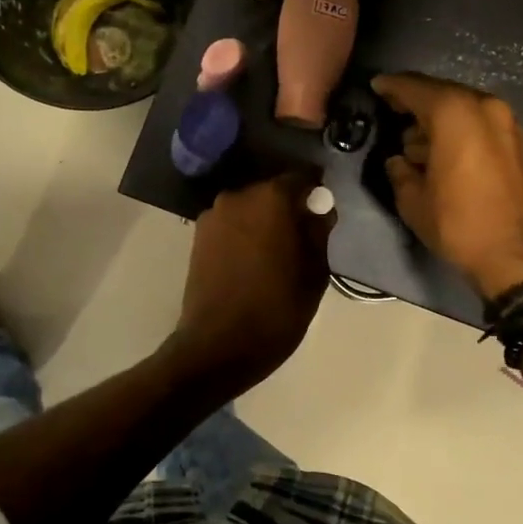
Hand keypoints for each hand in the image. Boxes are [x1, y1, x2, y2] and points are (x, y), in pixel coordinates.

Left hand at [164, 171, 333, 398]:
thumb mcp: (314, 272)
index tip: (324, 209)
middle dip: (288, 206)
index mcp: (271, 198)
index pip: (301, 177)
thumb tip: (319, 211)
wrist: (219, 345)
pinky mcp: (198, 237)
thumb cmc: (277, 308)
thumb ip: (318, 232)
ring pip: (249, 208)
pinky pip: (231, 224)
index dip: (316, 191)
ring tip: (277, 251)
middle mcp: (238, 196)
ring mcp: (213, 216)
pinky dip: (244, 233)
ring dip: (264, 220)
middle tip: (303, 234)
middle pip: (272, 191)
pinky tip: (253, 260)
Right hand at [371, 73, 522, 299]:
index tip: (375, 87)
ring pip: (464, 110)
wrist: (520, 255)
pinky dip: (461, 132)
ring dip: (439, 121)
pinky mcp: (519, 143)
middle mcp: (484, 107)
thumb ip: (400, 171)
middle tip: (393, 114)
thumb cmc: (460, 224)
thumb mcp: (414, 201)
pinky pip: (480, 125)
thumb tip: (399, 161)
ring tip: (417, 144)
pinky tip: (445, 153)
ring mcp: (507, 123)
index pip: (414, 88)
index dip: (391, 87)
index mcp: (454, 113)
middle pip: (442, 94)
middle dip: (417, 103)